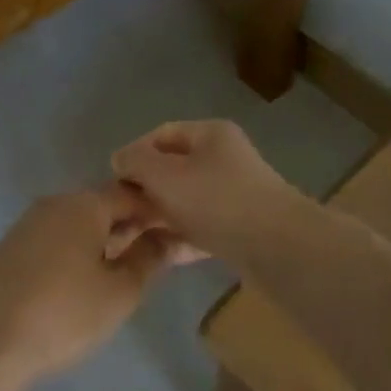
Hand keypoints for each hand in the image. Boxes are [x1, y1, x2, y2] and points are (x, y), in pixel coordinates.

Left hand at [0, 189, 176, 382]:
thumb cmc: (66, 313)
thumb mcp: (121, 291)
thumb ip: (149, 258)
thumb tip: (169, 237)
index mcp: (84, 204)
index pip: (132, 193)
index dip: (158, 211)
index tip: (180, 233)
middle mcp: (55, 202)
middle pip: (103, 203)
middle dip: (131, 224)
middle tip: (158, 253)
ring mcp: (30, 222)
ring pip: (79, 220)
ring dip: (105, 236)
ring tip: (126, 268)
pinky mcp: (14, 245)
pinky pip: (57, 235)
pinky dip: (79, 247)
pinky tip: (88, 276)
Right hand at [109, 119, 305, 263]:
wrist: (278, 248)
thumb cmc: (216, 200)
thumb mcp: (165, 175)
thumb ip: (135, 162)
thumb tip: (120, 159)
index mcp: (210, 135)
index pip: (160, 135)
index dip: (133, 154)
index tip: (112, 181)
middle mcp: (223, 160)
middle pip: (171, 171)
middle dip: (141, 192)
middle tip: (116, 216)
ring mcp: (232, 196)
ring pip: (182, 203)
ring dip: (154, 219)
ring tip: (127, 241)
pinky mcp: (238, 230)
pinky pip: (198, 229)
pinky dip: (176, 239)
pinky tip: (154, 255)